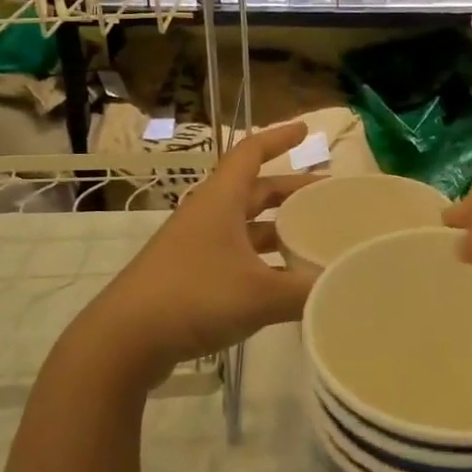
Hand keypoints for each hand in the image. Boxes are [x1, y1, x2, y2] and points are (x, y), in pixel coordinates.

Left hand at [74, 122, 317, 390]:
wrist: (123, 340)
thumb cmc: (193, 297)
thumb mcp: (259, 294)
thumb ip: (308, 291)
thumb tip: (348, 284)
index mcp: (221, 200)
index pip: (251, 152)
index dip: (278, 138)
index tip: (306, 130)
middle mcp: (208, 215)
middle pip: (255, 191)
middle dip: (290, 190)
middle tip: (326, 198)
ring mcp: (196, 246)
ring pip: (245, 226)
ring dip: (278, 228)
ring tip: (314, 239)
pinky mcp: (189, 276)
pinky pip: (235, 255)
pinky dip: (262, 260)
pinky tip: (284, 282)